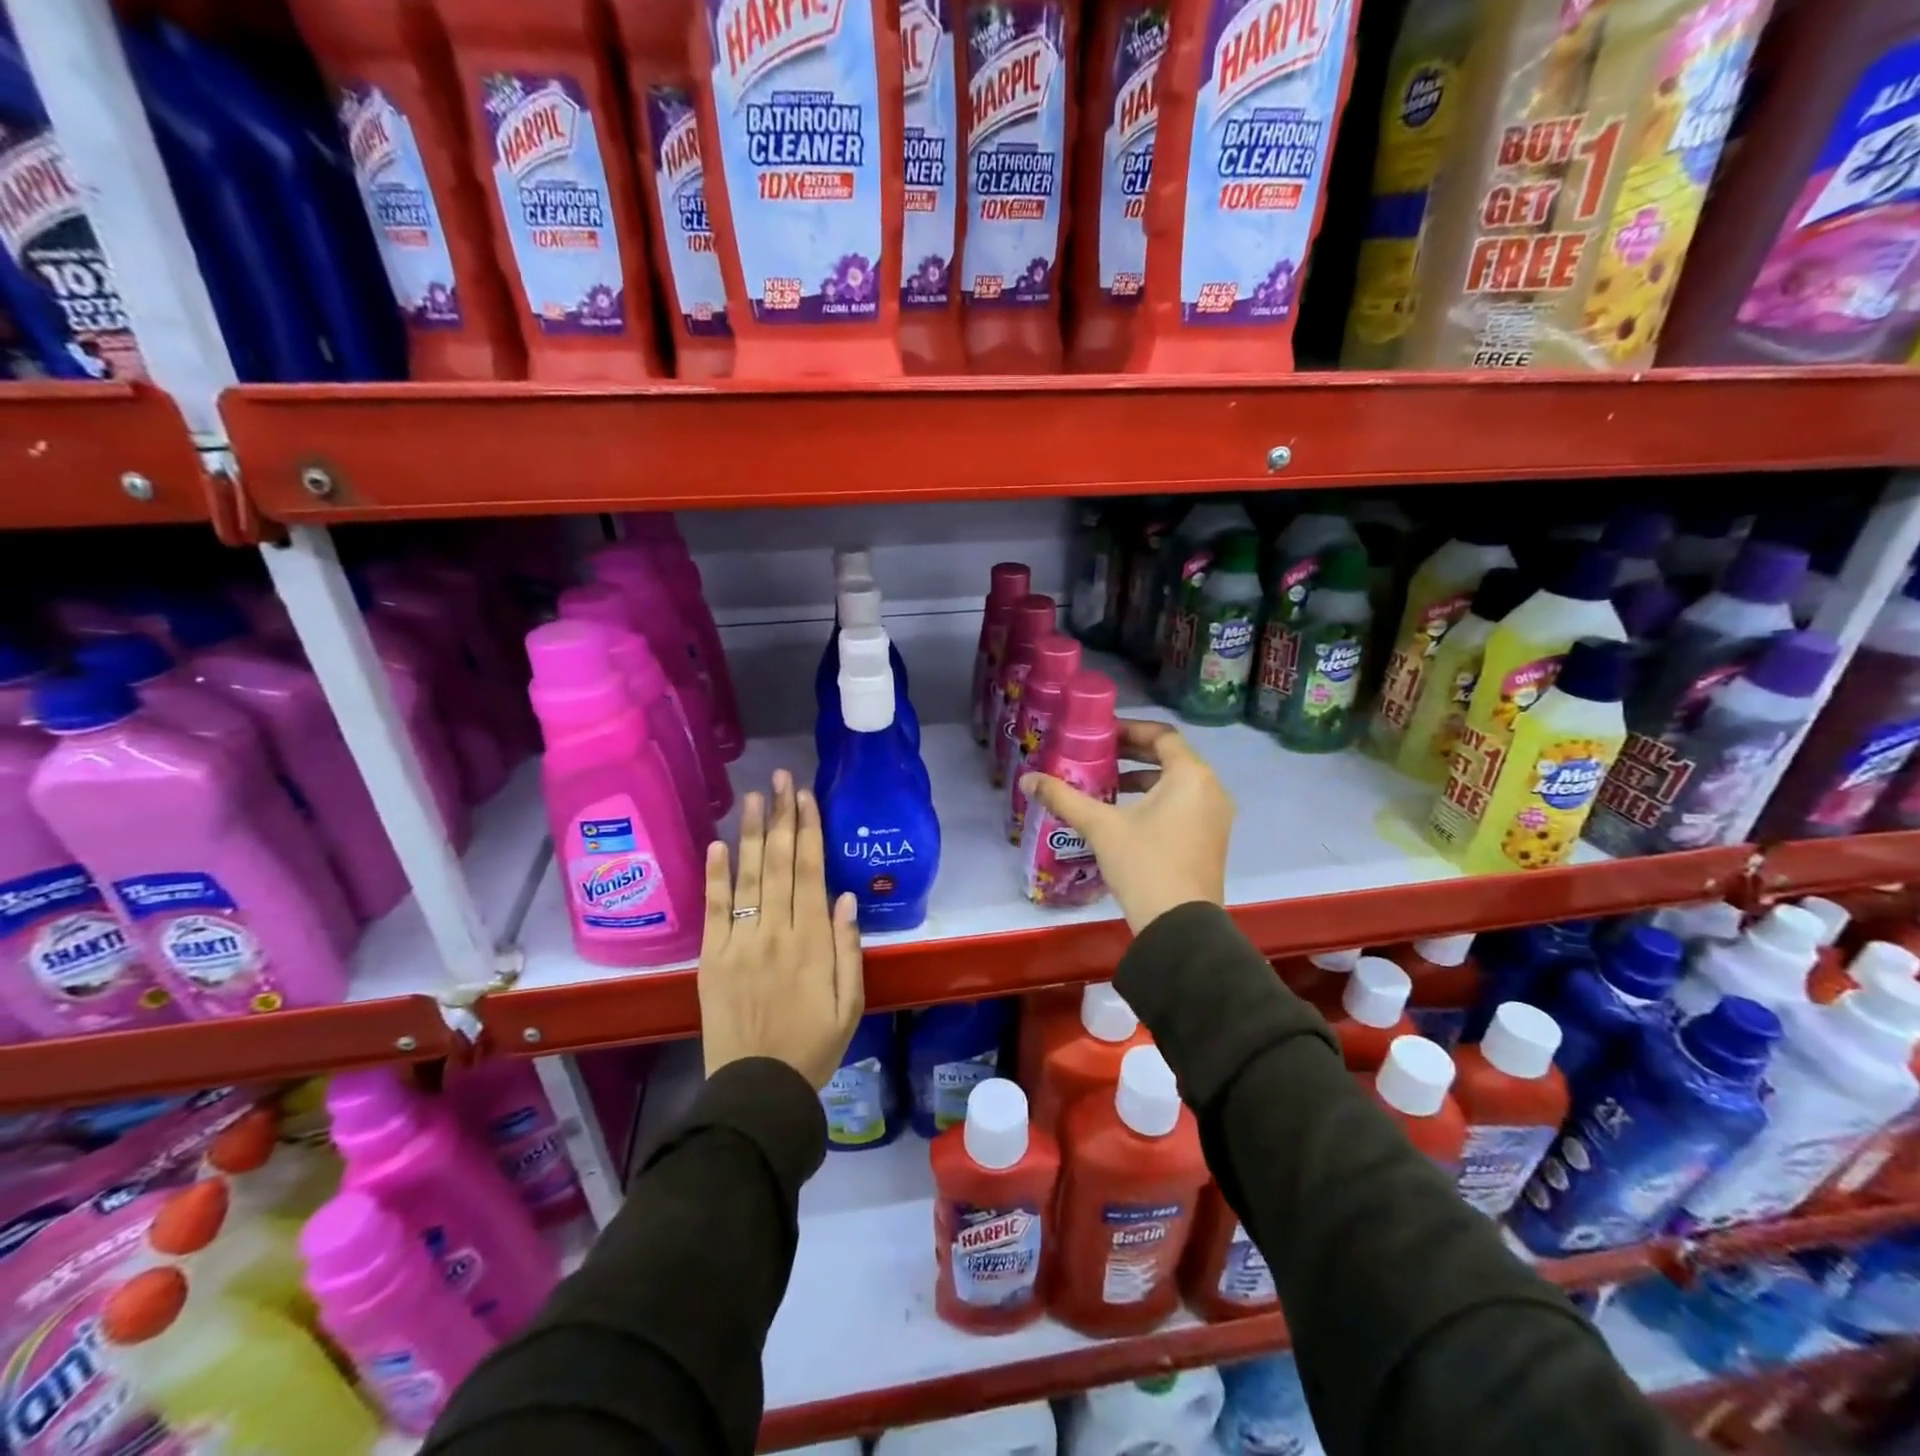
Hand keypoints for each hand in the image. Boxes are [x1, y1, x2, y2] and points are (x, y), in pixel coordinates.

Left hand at [698, 771, 864, 1088]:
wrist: (757, 1089)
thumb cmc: (813, 1047)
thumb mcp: (850, 1004)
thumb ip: (849, 949)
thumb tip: (846, 897)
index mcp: (812, 943)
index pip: (810, 873)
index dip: (808, 831)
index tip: (805, 797)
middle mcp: (775, 933)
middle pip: (779, 865)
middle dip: (782, 818)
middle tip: (781, 779)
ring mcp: (740, 943)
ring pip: (747, 878)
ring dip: (751, 834)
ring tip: (754, 796)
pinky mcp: (712, 958)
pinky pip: (714, 910)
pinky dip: (715, 876)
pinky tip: (717, 844)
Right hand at [1020, 719, 1232, 933]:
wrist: (1179, 925)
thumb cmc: (1143, 864)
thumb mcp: (1100, 826)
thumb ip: (1064, 797)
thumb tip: (1027, 779)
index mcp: (1191, 776)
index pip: (1162, 735)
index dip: (1130, 730)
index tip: (1100, 735)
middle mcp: (1211, 789)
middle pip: (1171, 757)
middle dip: (1133, 754)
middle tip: (1097, 755)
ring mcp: (1215, 816)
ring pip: (1177, 783)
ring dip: (1143, 779)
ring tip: (1107, 785)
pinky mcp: (1211, 839)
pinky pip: (1185, 804)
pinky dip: (1157, 800)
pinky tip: (1125, 815)